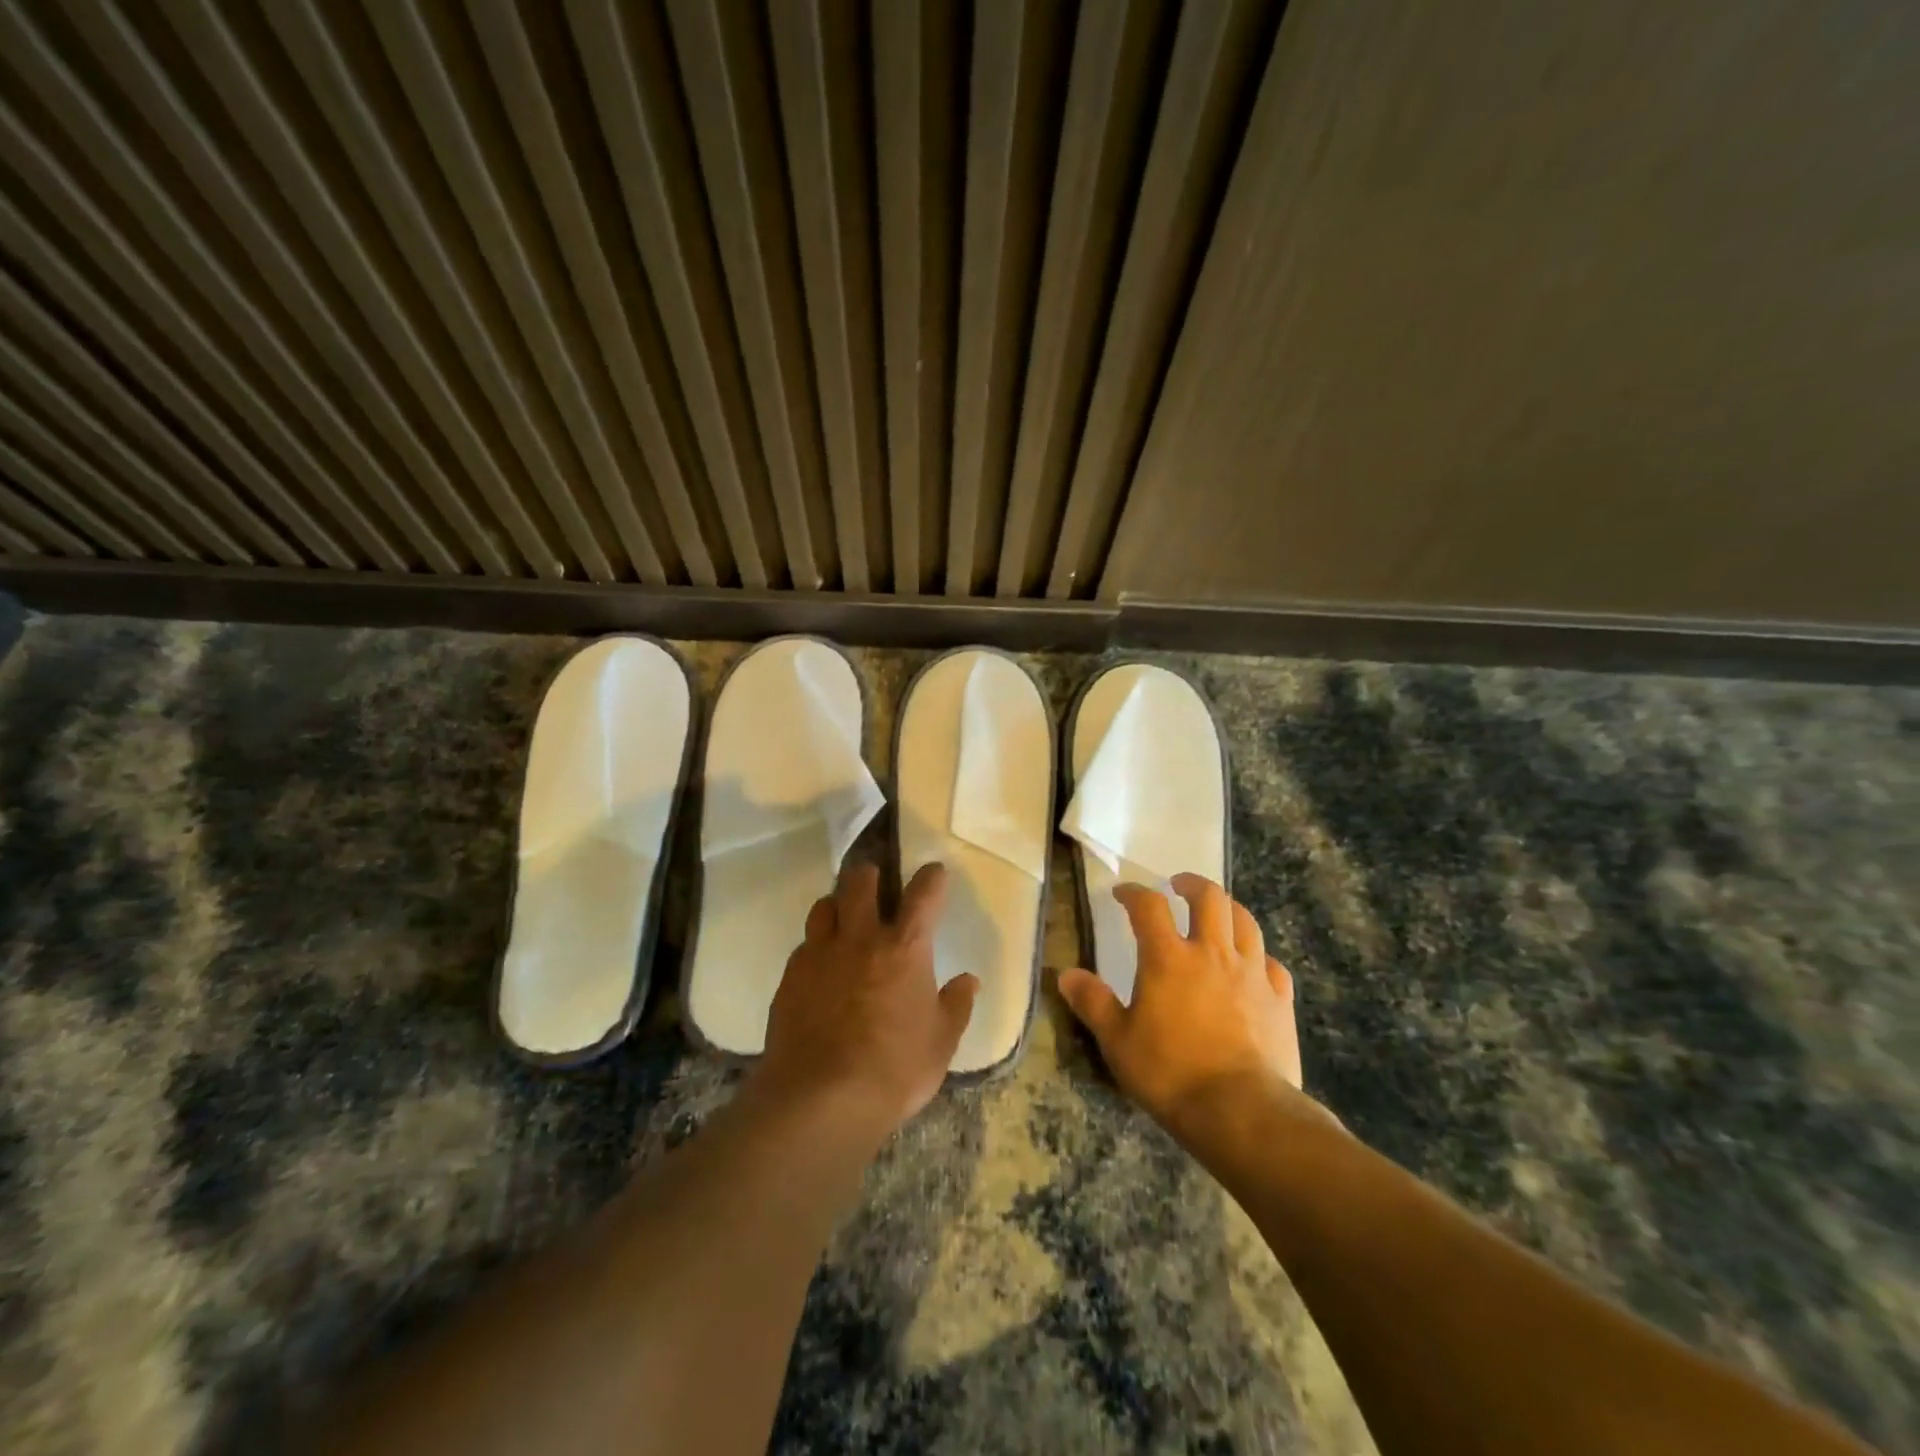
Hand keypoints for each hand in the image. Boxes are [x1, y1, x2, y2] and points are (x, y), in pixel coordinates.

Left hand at [753, 861, 976, 1146]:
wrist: (819, 1100)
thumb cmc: (893, 1070)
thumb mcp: (940, 1043)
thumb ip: (956, 1006)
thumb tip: (969, 981)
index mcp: (904, 948)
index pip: (923, 894)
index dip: (931, 877)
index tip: (934, 872)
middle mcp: (860, 938)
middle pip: (860, 881)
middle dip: (871, 874)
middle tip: (877, 883)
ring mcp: (820, 954)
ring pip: (824, 905)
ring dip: (838, 905)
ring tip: (844, 921)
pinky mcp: (790, 977)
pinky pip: (804, 945)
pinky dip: (816, 947)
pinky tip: (821, 969)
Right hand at [1057, 874, 1306, 1139]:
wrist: (1241, 1111)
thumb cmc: (1170, 1073)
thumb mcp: (1117, 1041)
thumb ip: (1092, 1002)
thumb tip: (1065, 975)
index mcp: (1168, 958)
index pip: (1149, 906)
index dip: (1134, 893)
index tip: (1123, 893)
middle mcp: (1212, 953)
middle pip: (1209, 898)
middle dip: (1192, 885)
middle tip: (1179, 886)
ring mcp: (1251, 974)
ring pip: (1246, 922)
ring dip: (1228, 910)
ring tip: (1217, 914)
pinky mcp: (1280, 999)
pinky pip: (1272, 964)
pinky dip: (1259, 957)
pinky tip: (1253, 966)